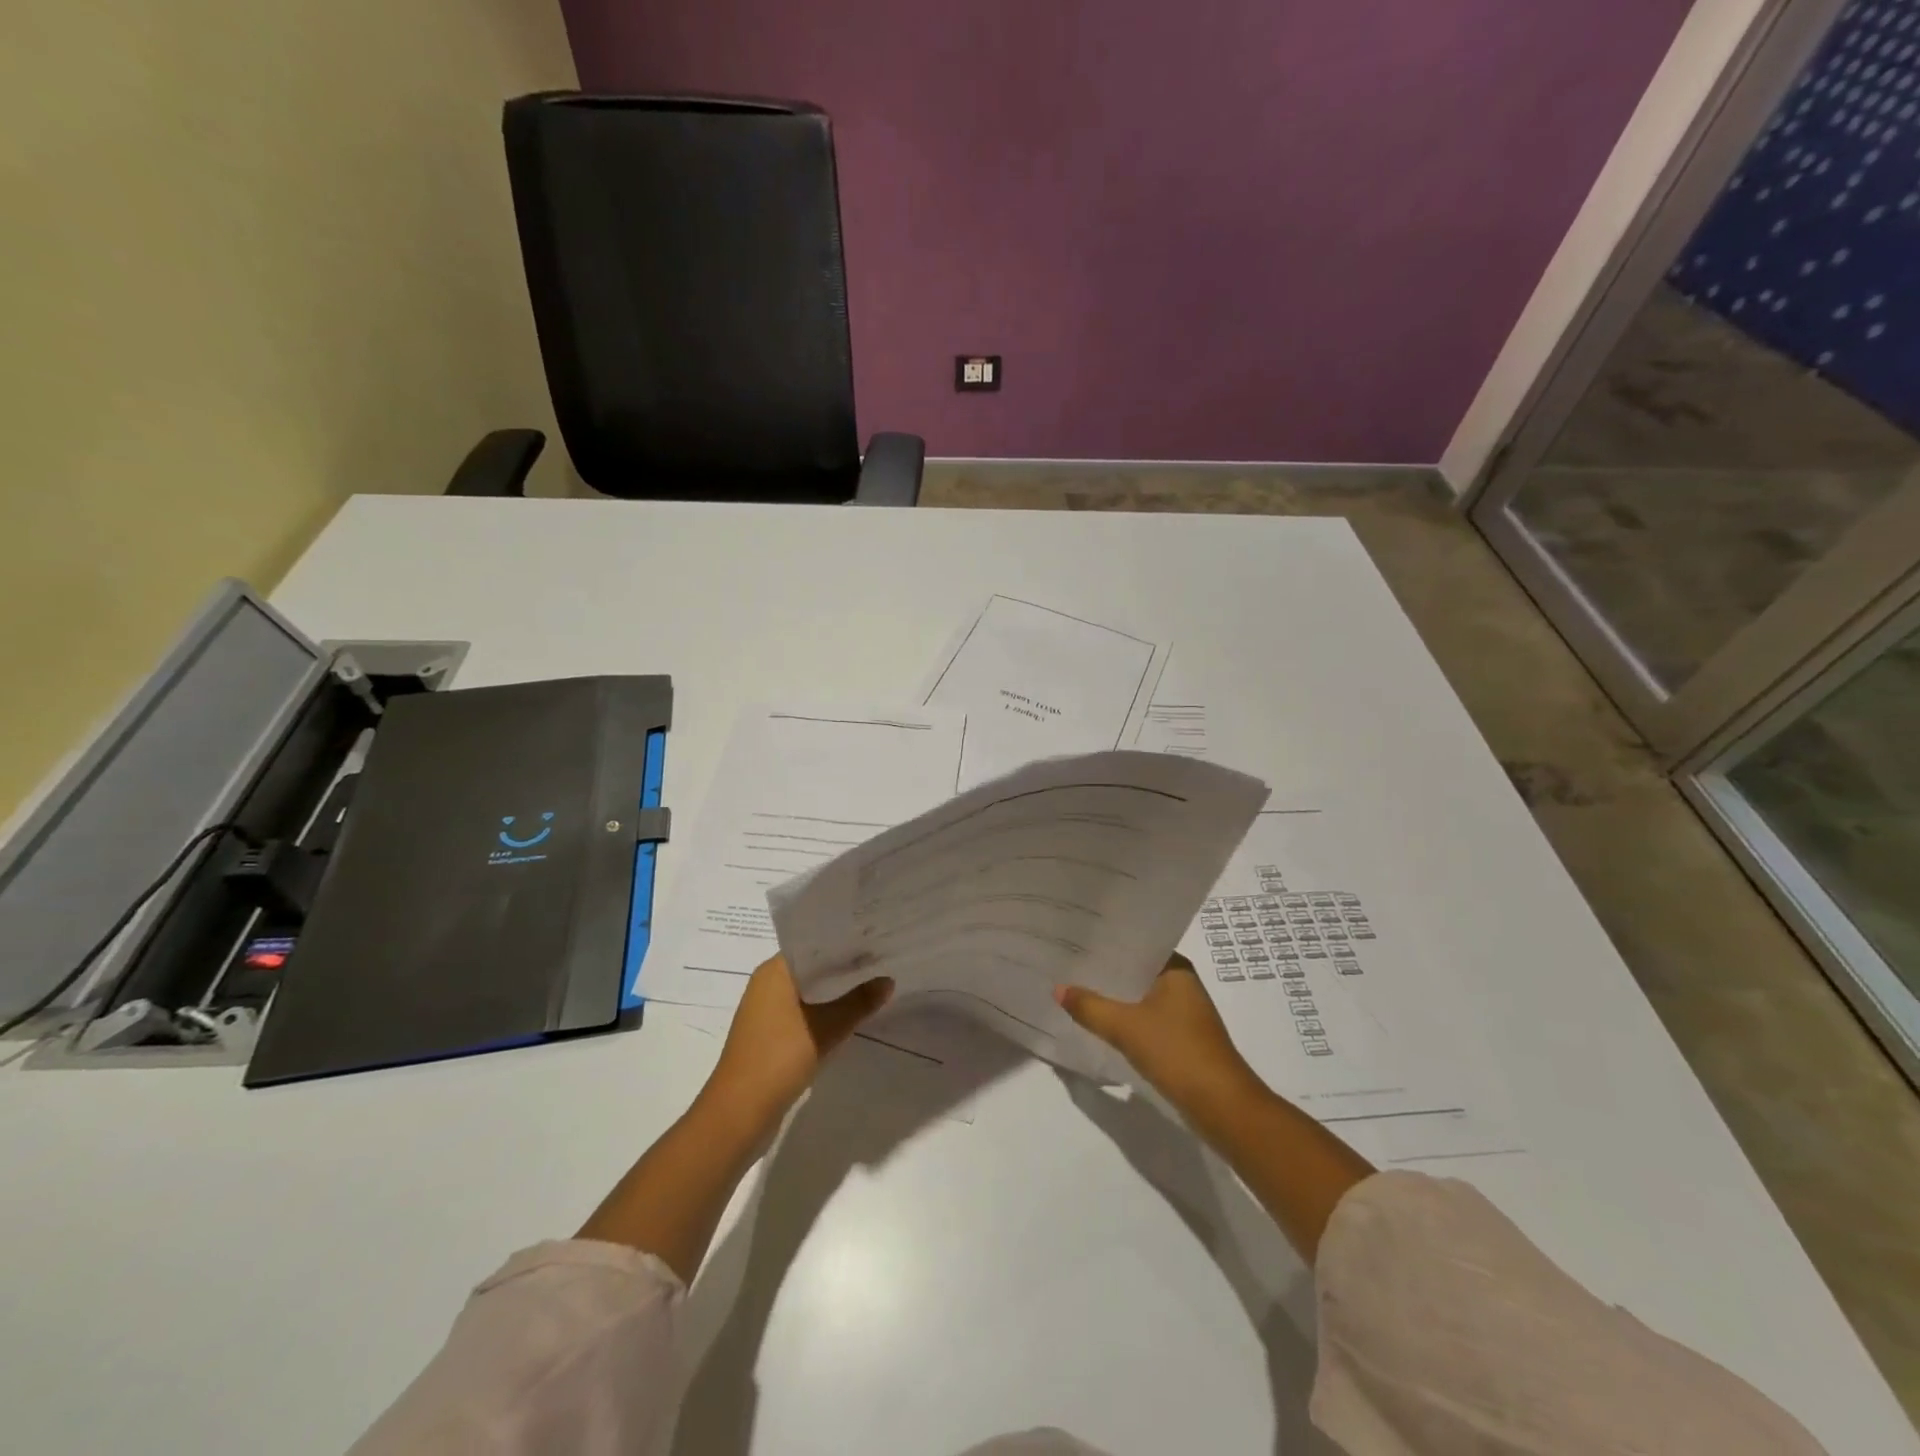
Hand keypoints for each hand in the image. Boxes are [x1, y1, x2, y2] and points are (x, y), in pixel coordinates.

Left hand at [704, 954, 892, 1129]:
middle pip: (812, 967)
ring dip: (835, 991)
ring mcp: (765, 1011)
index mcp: (774, 971)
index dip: (844, 942)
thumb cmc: (779, 1058)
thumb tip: (888, 980)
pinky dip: (824, 1011)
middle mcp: (766, 984)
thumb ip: (859, 1002)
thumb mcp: (827, 1027)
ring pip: (808, 991)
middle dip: (844, 967)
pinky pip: (802, 1012)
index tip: (874, 939)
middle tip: (882, 960)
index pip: (813, 944)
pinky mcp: (769, 1035)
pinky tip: (849, 1016)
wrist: (739, 1112)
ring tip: (872, 985)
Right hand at [1055, 954, 1256, 1114]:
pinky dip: (1124, 1017)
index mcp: (1176, 969)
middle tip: (1066, 961)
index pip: (1137, 944)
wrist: (1221, 1106)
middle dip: (1105, 969)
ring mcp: (1184, 1013)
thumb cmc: (1177, 1052)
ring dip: (1113, 996)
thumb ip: (1090, 1007)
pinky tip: (1099, 1020)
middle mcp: (1182, 984)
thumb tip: (1058, 988)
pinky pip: (1145, 1018)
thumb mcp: (1125, 1027)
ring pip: (1139, 996)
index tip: (1076, 937)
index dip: (1107, 941)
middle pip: (1136, 970)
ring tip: (1075, 988)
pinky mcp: (1181, 1038)